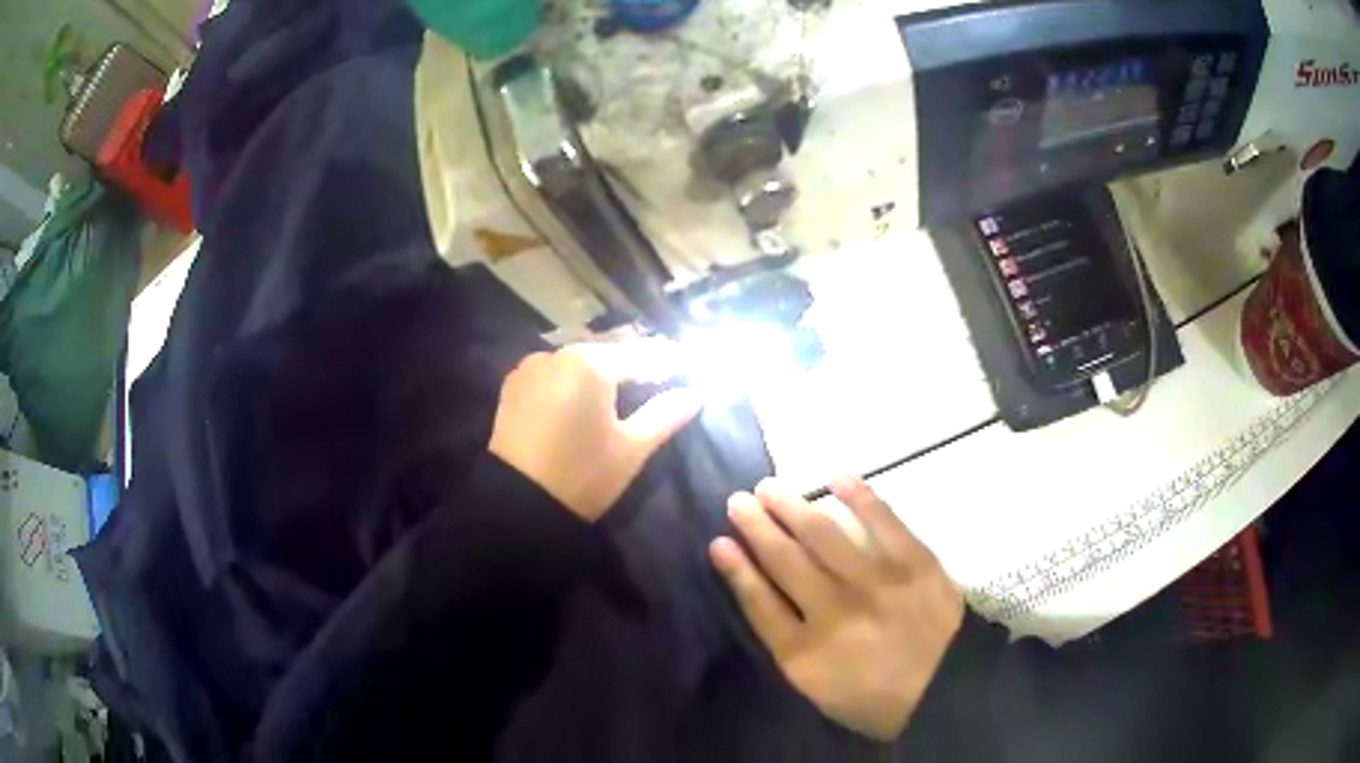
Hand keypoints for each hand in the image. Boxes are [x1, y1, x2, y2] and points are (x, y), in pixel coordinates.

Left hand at [489, 342, 701, 521]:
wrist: (517, 505)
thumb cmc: (582, 475)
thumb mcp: (632, 448)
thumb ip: (666, 415)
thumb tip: (694, 394)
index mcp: (591, 363)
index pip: (642, 354)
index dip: (670, 360)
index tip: (691, 366)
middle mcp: (558, 353)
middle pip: (608, 351)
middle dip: (636, 361)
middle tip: (661, 374)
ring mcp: (531, 367)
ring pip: (578, 360)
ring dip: (602, 368)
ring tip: (624, 385)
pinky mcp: (513, 386)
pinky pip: (554, 372)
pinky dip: (574, 378)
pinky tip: (584, 394)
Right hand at [710, 477, 963, 739]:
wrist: (948, 689)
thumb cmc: (878, 698)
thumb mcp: (821, 690)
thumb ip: (791, 648)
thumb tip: (768, 600)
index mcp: (806, 654)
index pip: (759, 603)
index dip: (736, 569)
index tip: (718, 542)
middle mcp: (834, 612)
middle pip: (785, 561)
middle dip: (756, 527)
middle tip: (738, 500)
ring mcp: (875, 583)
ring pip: (823, 535)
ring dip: (792, 506)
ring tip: (770, 487)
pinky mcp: (914, 562)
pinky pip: (882, 521)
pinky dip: (858, 496)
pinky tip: (837, 477)